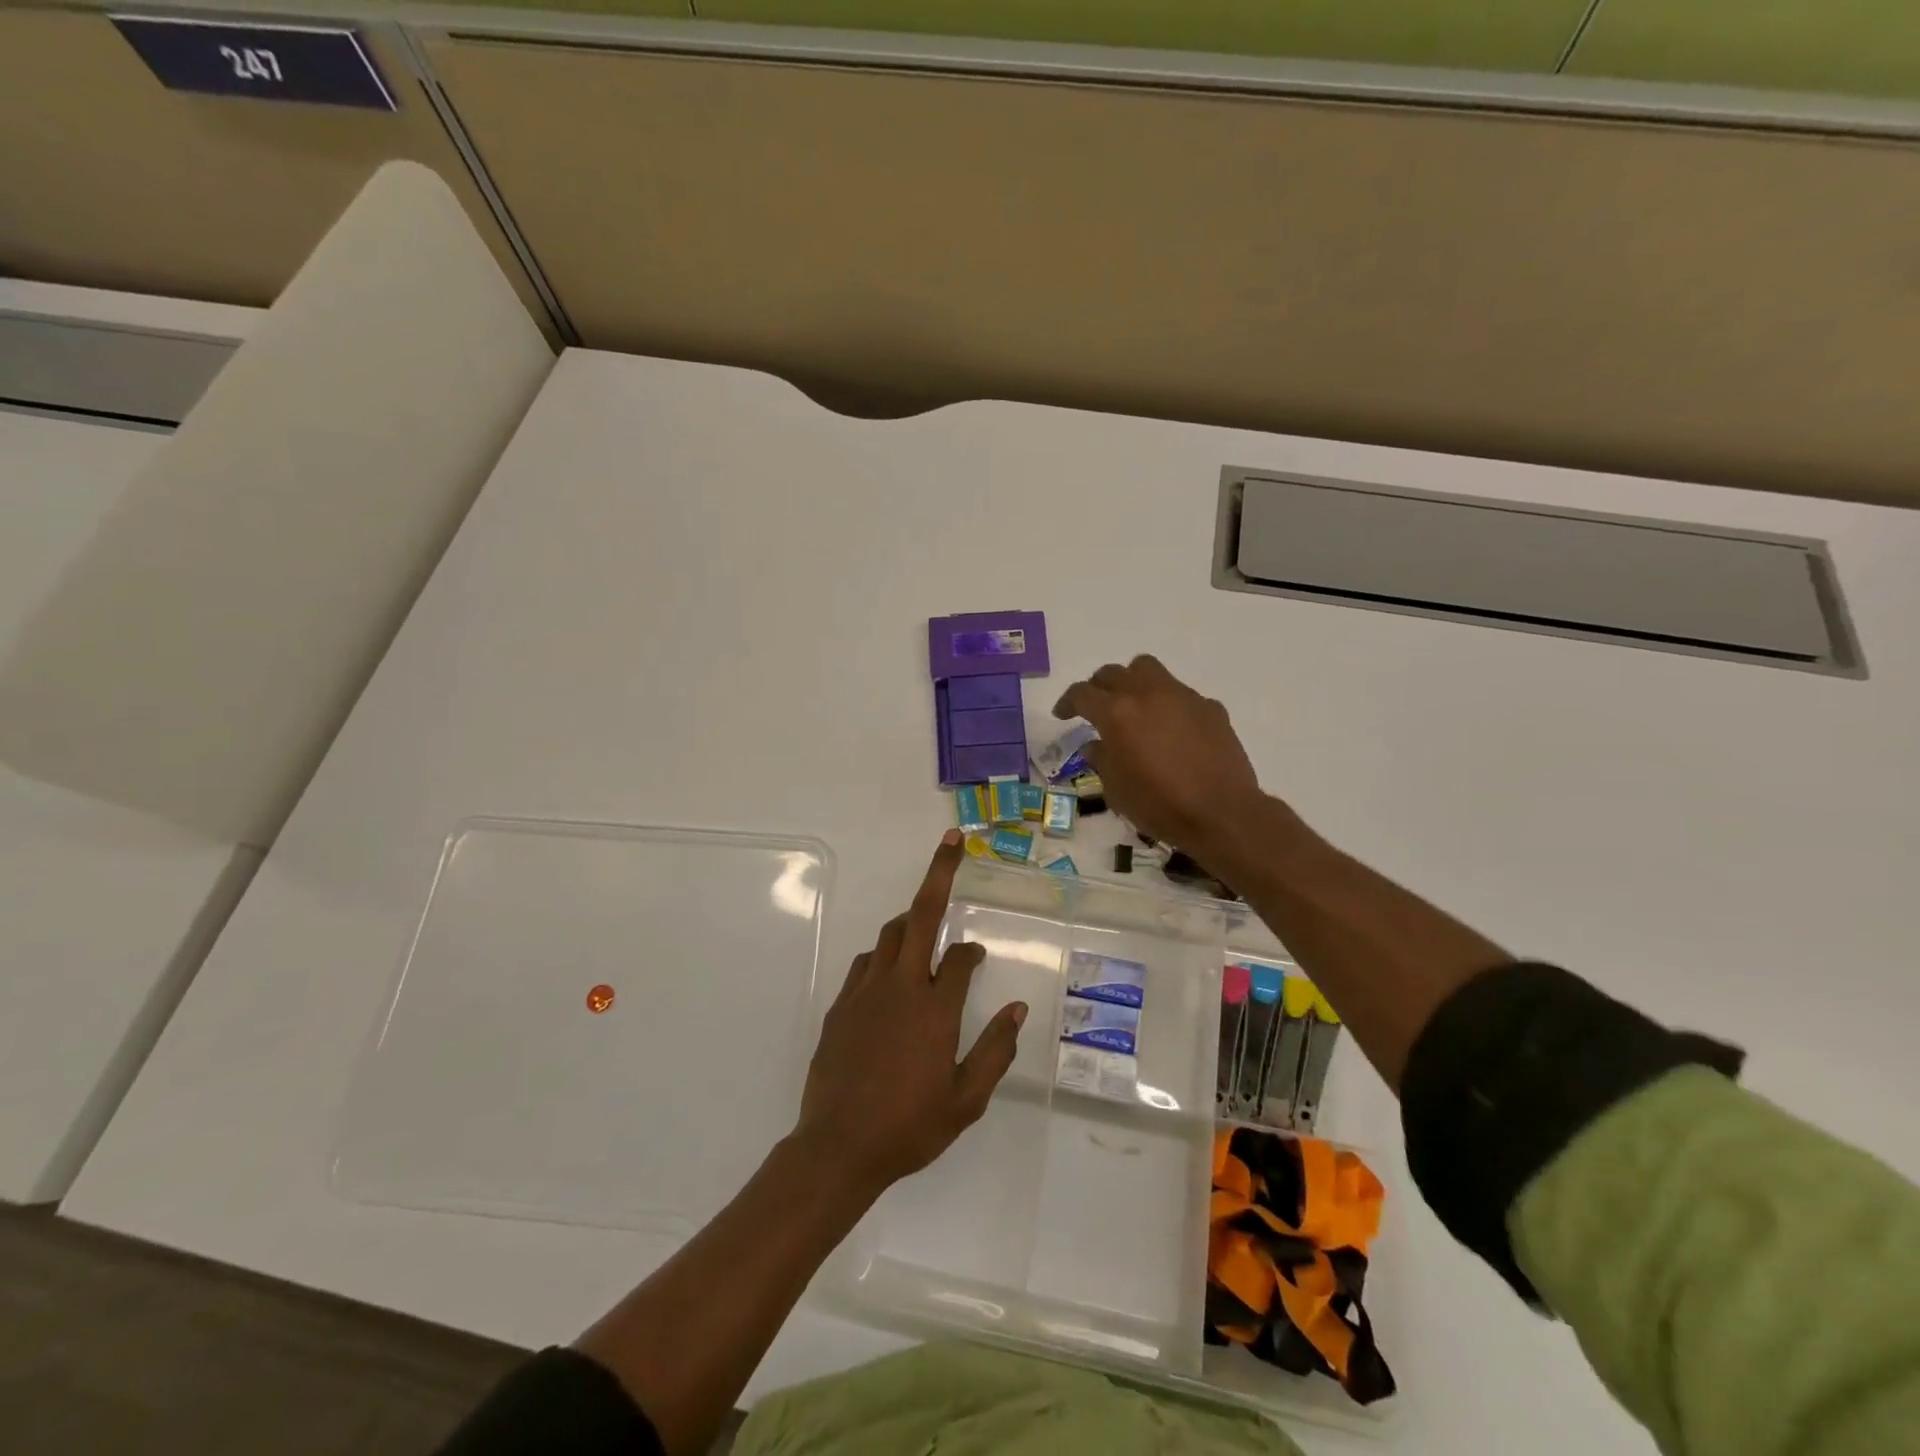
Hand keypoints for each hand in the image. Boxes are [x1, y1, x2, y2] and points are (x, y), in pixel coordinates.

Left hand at [795, 831, 1027, 1196]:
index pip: (960, 958)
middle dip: (939, 874)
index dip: (972, 952)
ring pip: (889, 935)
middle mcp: (901, 986)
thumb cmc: (909, 1126)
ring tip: (922, 924)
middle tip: (952, 842)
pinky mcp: (841, 1005)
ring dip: (908, 921)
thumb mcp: (966, 1099)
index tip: (978, 956)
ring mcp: (865, 991)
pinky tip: (888, 974)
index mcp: (935, 1008)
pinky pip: (865, 963)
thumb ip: (996, 1050)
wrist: (838, 1147)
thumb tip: (1019, 1009)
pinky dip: (882, 956)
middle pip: (921, 915)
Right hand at [1053, 654, 1265, 855]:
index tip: (1062, 715)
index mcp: (1117, 713)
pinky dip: (1168, 705)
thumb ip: (1102, 760)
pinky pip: (1181, 695)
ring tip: (1133, 706)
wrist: (1221, 813)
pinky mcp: (1210, 707)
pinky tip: (1172, 731)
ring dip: (1133, 682)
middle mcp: (1147, 694)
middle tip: (1095, 707)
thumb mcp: (1116, 790)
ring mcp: (1182, 696)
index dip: (1067, 702)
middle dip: (1098, 687)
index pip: (1082, 694)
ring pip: (1148, 670)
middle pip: (1113, 673)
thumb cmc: (1159, 805)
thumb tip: (1096, 745)